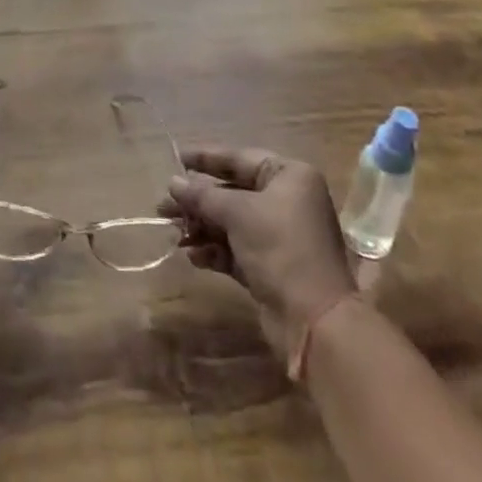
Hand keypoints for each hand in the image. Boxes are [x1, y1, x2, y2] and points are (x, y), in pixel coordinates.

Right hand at [162, 146, 354, 356]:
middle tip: (164, 205)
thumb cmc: (281, 249)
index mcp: (289, 177)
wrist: (316, 323)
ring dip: (203, 227)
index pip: (240, 159)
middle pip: (233, 193)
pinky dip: (215, 250)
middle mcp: (287, 201)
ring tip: (174, 233)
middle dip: (198, 200)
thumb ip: (203, 196)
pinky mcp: (272, 268)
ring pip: (232, 223)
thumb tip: (173, 182)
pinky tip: (193, 255)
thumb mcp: (238, 214)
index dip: (206, 158)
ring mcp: (280, 236)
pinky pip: (237, 249)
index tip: (177, 157)